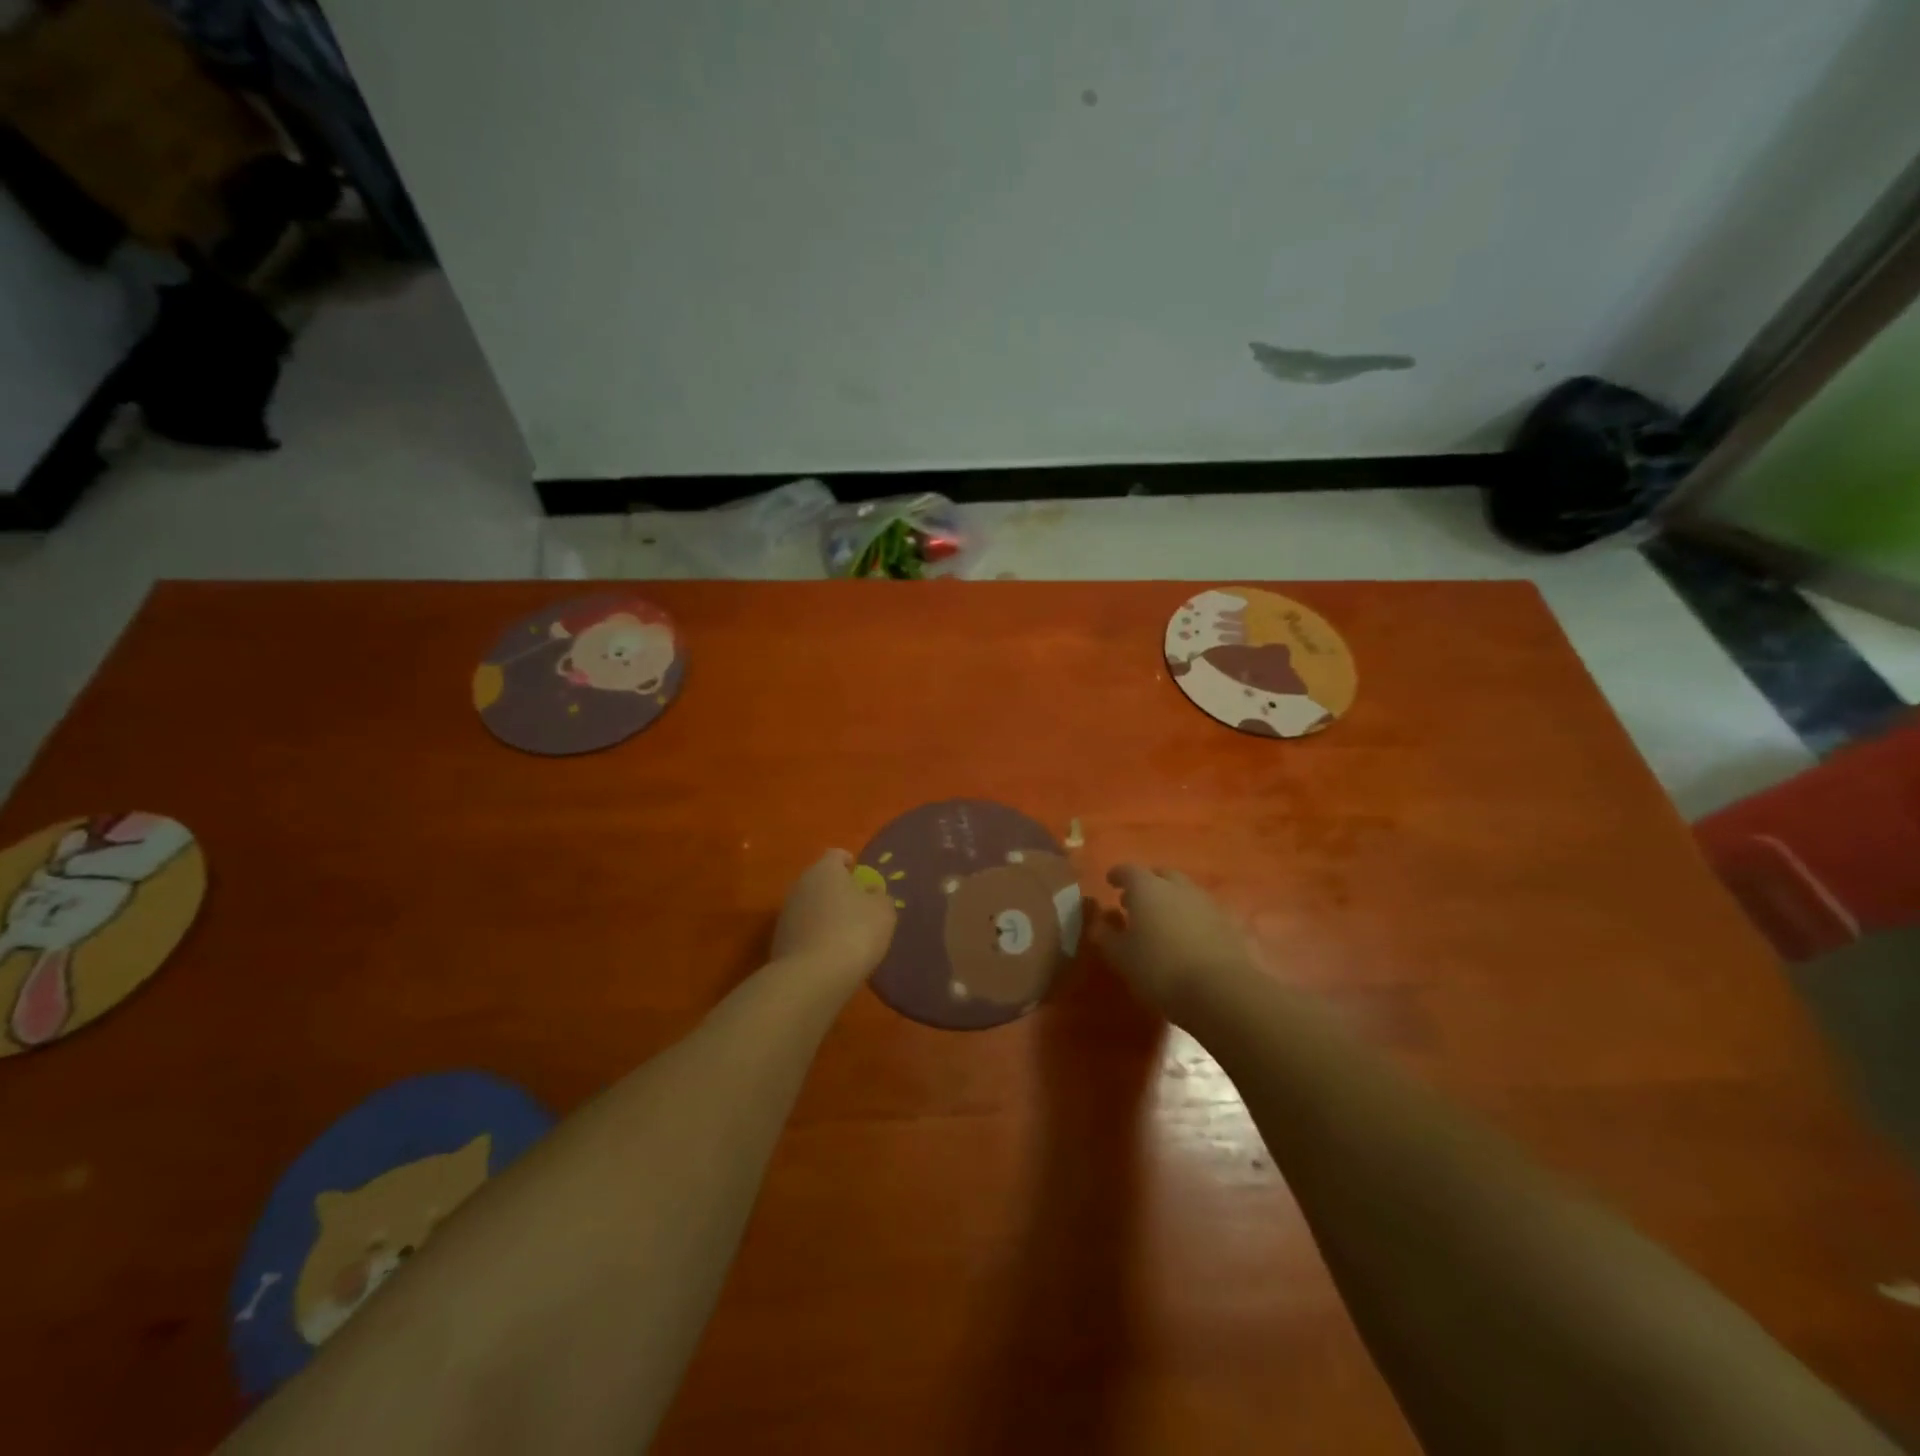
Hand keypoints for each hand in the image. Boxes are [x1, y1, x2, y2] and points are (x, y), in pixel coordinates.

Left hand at [772, 849, 896, 983]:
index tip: (861, 877)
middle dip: (837, 890)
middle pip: (821, 880)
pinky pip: (803, 930)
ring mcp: (786, 913)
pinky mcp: (779, 940)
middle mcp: (801, 884)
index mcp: (825, 869)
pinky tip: (829, 954)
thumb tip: (871, 892)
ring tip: (844, 934)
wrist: (812, 977)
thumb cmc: (854, 932)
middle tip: (857, 907)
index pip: (836, 855)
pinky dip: (815, 936)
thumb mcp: (883, 912)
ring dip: (825, 914)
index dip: (850, 863)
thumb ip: (879, 896)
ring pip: (810, 905)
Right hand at [1090, 864, 1256, 1014]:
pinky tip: (1187, 937)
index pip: (1128, 870)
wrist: (1221, 991)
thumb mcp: (1122, 957)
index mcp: (1147, 888)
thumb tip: (1099, 922)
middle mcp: (1178, 887)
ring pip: (1184, 891)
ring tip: (1161, 921)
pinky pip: (1203, 912)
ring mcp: (1207, 903)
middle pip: (1161, 875)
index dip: (1117, 875)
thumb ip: (1106, 935)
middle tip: (1135, 901)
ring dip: (1171, 900)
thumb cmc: (1159, 969)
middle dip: (1147, 883)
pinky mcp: (1229, 923)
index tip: (1110, 883)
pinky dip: (1191, 917)